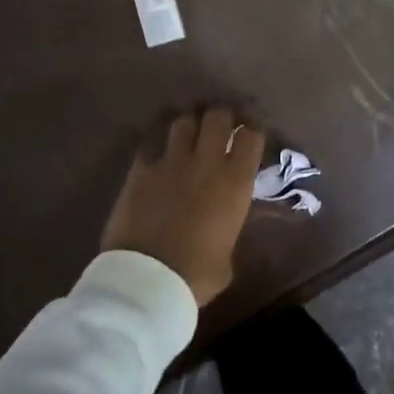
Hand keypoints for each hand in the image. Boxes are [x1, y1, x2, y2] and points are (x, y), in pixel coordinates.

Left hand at [101, 107, 266, 305]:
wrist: (146, 278)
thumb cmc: (196, 274)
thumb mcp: (227, 255)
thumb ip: (228, 228)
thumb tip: (222, 226)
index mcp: (235, 182)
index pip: (251, 135)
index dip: (253, 127)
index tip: (252, 128)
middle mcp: (206, 162)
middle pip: (217, 116)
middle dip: (221, 116)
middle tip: (221, 123)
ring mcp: (170, 161)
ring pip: (183, 121)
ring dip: (190, 123)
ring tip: (189, 130)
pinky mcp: (140, 168)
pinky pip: (151, 141)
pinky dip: (158, 141)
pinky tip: (158, 146)